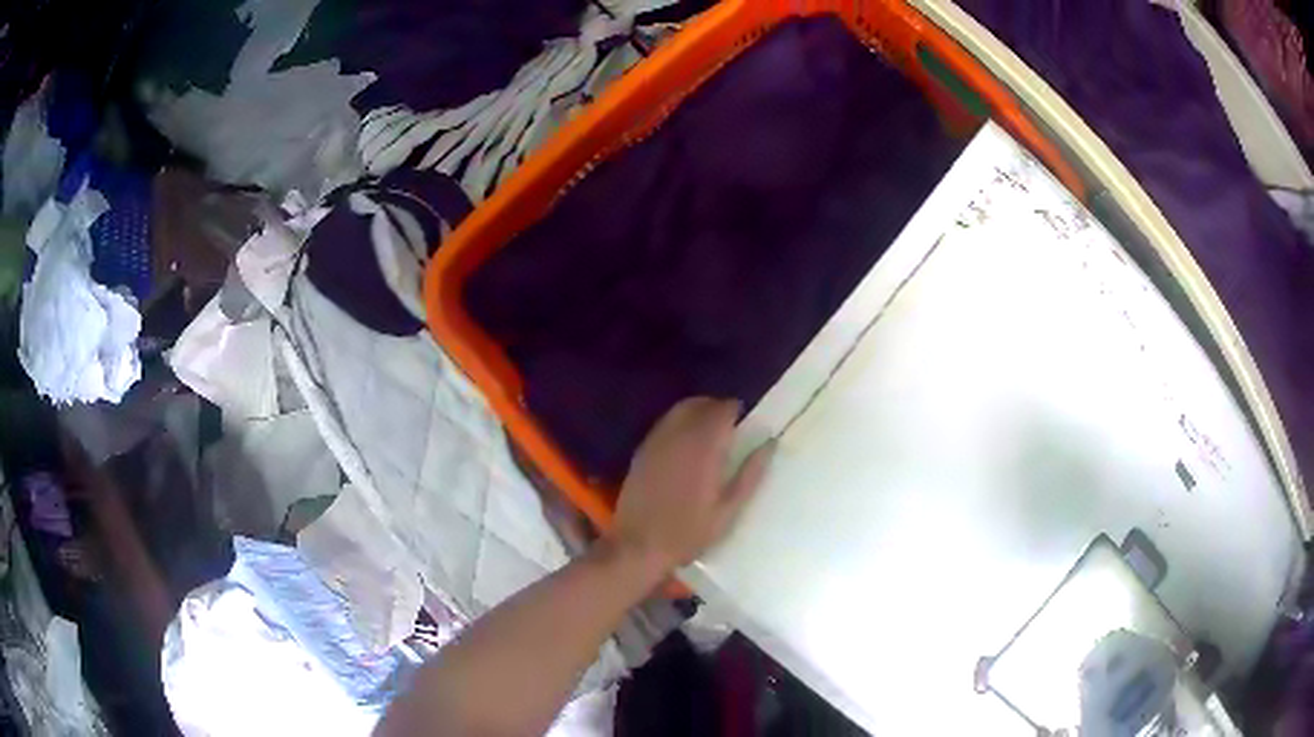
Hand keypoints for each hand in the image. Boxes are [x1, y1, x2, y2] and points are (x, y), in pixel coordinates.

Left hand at [611, 397, 775, 573]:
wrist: (638, 546)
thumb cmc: (689, 532)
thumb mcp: (729, 510)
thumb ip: (751, 474)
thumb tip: (769, 444)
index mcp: (704, 447)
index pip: (722, 409)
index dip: (736, 410)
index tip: (746, 422)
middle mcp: (678, 435)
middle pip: (700, 403)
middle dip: (717, 408)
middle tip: (730, 427)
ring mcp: (656, 441)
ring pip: (679, 410)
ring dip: (697, 413)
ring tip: (710, 434)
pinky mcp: (642, 450)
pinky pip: (664, 424)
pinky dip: (679, 424)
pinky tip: (686, 446)